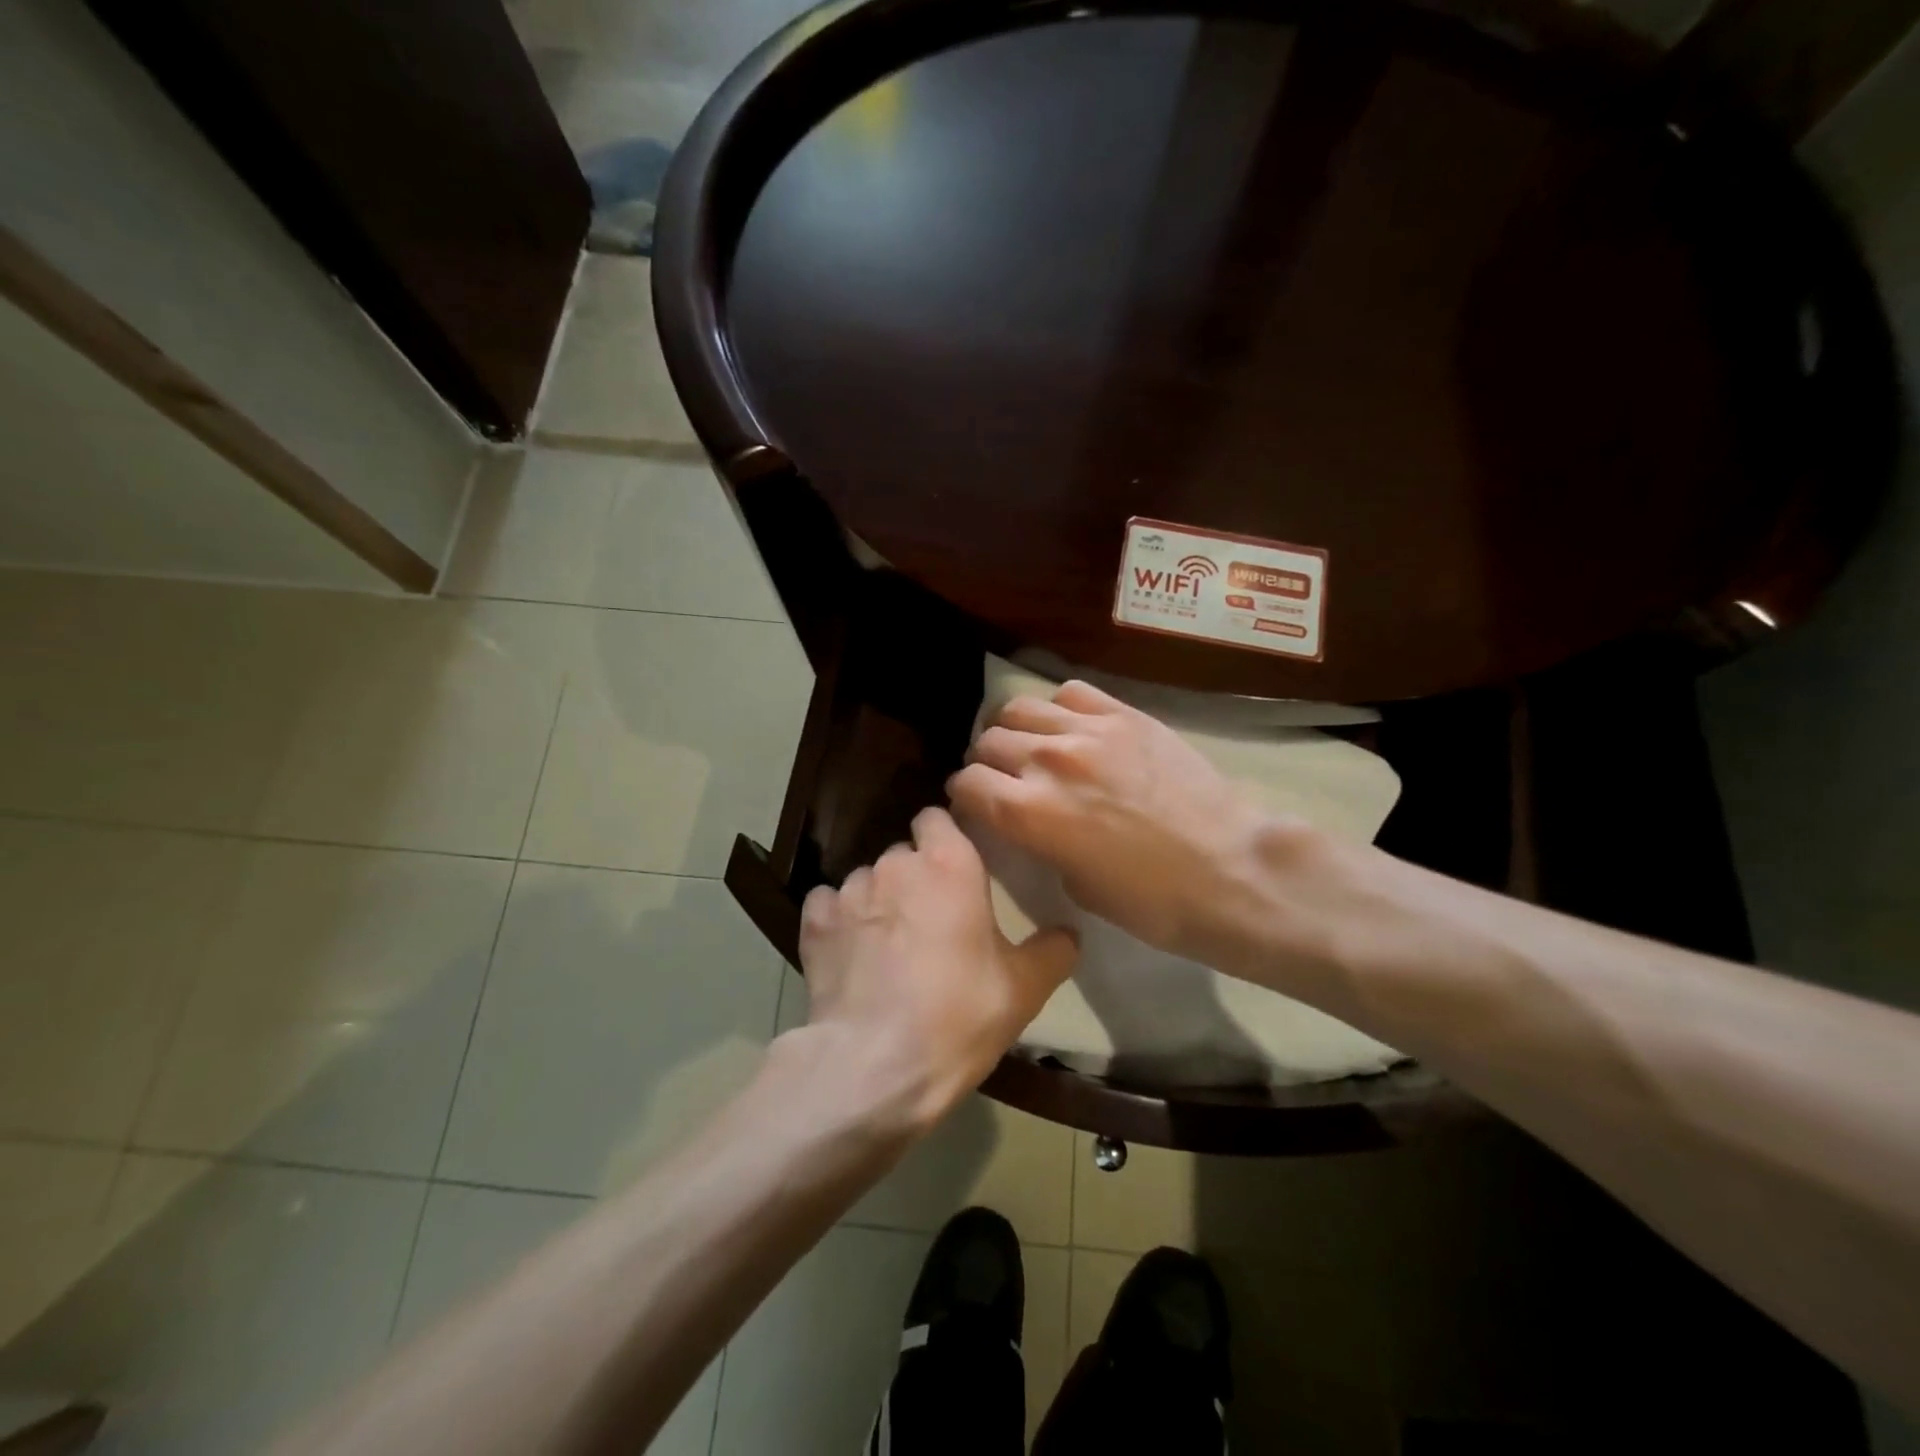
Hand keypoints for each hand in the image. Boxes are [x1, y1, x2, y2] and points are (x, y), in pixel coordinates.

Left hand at [795, 807, 1077, 1133]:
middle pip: (904, 853)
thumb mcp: (1024, 989)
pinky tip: (850, 953)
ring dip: (879, 901)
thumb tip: (1067, 933)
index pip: (937, 817)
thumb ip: (1052, 950)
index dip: (944, 838)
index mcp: (949, 863)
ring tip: (888, 945)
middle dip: (915, 877)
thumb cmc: (959, 1015)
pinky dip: (838, 922)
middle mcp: (896, 863)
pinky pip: (828, 906)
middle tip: (930, 920)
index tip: (956, 868)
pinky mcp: (814, 923)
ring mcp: (850, 891)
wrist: (876, 1066)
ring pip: (867, 880)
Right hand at [947, 680, 1317, 968]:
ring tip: (1032, 746)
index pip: (967, 783)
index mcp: (1028, 813)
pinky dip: (1059, 709)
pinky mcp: (1126, 715)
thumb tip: (1031, 818)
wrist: (1232, 871)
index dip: (965, 795)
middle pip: (988, 741)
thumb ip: (1041, 840)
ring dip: (1015, 730)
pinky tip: (1073, 729)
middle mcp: (1047, 761)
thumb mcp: (1077, 885)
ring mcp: (1089, 731)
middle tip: (1004, 777)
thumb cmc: (1153, 901)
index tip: (976, 803)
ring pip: (1020, 708)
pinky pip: (1071, 693)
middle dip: (987, 762)